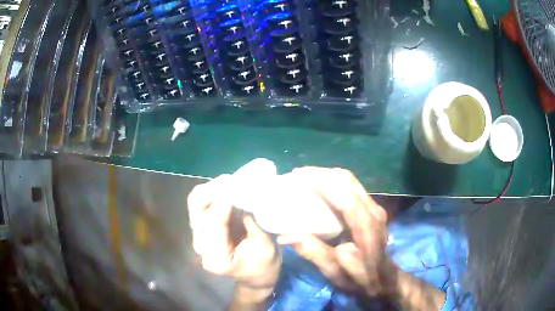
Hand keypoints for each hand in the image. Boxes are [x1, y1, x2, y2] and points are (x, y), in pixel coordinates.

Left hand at [188, 175, 279, 307]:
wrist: (255, 275)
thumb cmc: (263, 266)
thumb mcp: (265, 248)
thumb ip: (254, 225)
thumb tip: (248, 198)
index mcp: (215, 257)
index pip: (214, 223)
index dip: (224, 202)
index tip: (238, 185)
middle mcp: (202, 244)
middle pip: (196, 209)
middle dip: (213, 191)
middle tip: (232, 181)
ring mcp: (201, 234)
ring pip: (196, 202)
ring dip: (213, 189)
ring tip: (232, 182)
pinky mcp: (206, 225)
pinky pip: (205, 202)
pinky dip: (215, 192)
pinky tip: (230, 188)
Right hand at [277, 167, 444, 309]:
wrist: (384, 279)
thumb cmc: (360, 278)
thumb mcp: (335, 271)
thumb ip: (314, 252)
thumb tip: (286, 235)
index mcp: (366, 226)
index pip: (345, 197)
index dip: (321, 183)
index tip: (298, 176)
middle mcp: (373, 211)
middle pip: (347, 181)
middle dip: (321, 173)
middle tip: (297, 175)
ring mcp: (374, 207)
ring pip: (350, 181)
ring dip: (327, 175)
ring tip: (305, 177)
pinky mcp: (371, 208)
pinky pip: (351, 187)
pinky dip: (333, 182)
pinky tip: (320, 187)